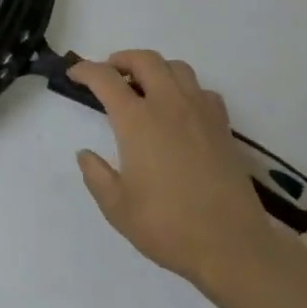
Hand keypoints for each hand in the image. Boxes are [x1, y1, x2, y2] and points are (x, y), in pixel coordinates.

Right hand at [69, 50, 279, 287]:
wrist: (233, 248)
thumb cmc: (168, 226)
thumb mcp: (116, 207)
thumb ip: (96, 175)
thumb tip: (86, 154)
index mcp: (137, 121)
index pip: (105, 78)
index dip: (85, 70)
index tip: (73, 74)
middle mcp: (169, 106)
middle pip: (145, 60)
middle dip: (121, 59)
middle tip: (109, 74)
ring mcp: (200, 114)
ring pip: (177, 68)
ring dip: (155, 69)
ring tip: (144, 87)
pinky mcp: (223, 128)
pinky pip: (202, 91)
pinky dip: (185, 90)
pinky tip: (180, 111)